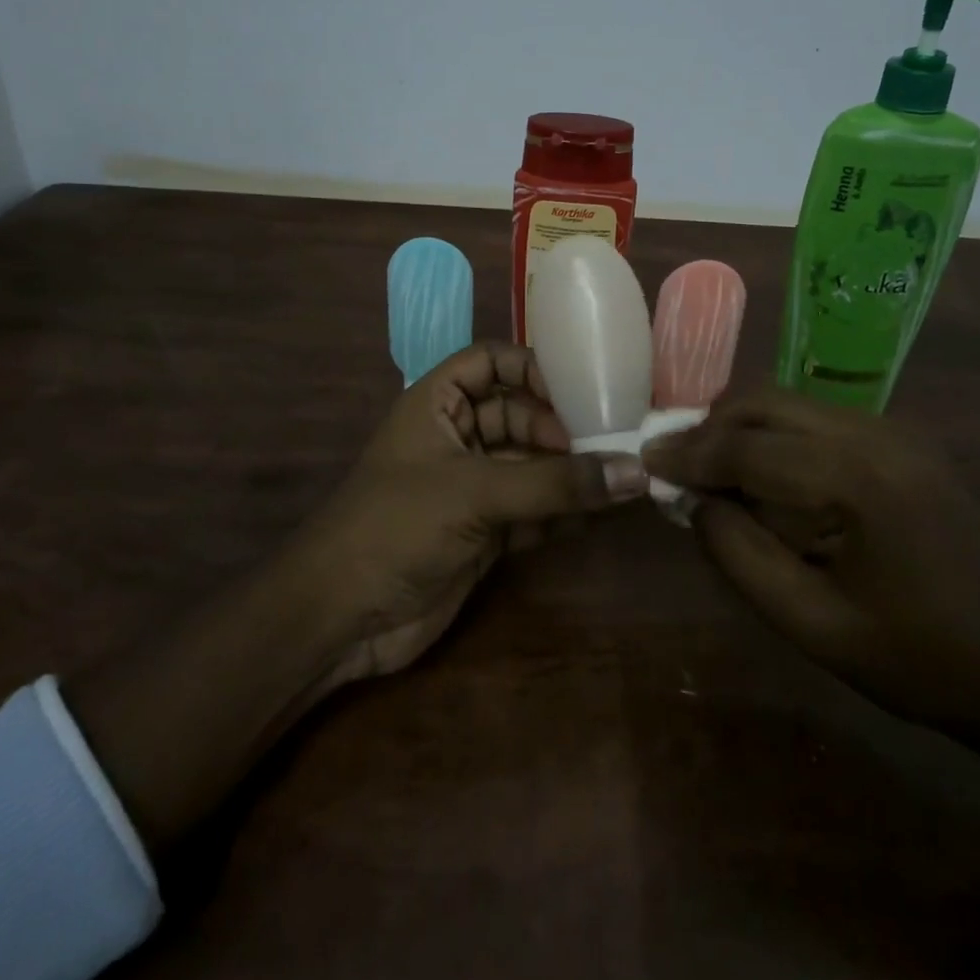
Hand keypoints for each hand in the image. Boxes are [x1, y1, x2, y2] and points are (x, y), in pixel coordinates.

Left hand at [280, 341, 648, 688]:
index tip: (578, 393)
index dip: (531, 369)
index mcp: (437, 403)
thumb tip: (636, 471)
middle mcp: (457, 438)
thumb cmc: (397, 525)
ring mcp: (471, 487)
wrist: (342, 618)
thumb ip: (554, 484)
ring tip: (626, 478)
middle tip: (614, 445)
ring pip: (531, 467)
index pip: (490, 362)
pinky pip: (534, 511)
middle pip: (519, 415)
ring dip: (571, 474)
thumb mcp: (475, 493)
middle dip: (562, 428)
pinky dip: (564, 513)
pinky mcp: (484, 533)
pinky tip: (603, 514)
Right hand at [643, 388, 979, 735]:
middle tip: (673, 467)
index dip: (688, 454)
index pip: (748, 448)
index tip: (643, 462)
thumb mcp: (811, 624)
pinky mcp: (898, 439)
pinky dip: (772, 437)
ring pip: (786, 404)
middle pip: (764, 404)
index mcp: (859, 479)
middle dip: (709, 429)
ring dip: (738, 430)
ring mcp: (892, 430)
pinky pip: (813, 420)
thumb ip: (739, 554)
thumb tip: (693, 501)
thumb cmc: (917, 660)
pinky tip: (760, 476)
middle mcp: (875, 434)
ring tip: (708, 473)